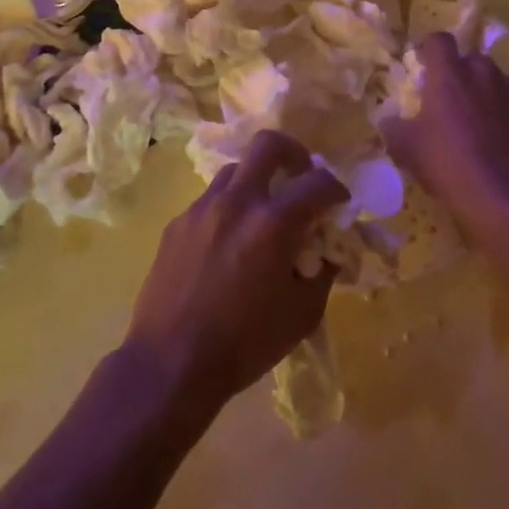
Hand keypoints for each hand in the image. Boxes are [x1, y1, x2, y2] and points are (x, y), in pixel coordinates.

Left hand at [123, 131, 347, 415]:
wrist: (169, 364)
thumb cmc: (244, 344)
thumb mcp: (302, 315)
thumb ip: (322, 274)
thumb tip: (328, 250)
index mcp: (273, 223)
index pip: (317, 183)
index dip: (336, 189)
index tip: (339, 202)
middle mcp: (237, 202)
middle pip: (268, 144)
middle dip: (293, 153)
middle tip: (299, 177)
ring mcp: (201, 208)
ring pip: (235, 170)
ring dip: (256, 181)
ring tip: (262, 213)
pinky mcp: (177, 223)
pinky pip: (210, 200)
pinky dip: (228, 208)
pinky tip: (228, 243)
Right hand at [383, 33, 508, 233]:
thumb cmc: (450, 165)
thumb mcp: (408, 150)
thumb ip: (395, 128)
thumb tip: (389, 120)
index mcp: (450, 74)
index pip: (438, 40)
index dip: (430, 51)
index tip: (424, 68)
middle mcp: (484, 72)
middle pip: (470, 60)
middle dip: (461, 74)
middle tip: (451, 102)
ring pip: (497, 81)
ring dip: (487, 94)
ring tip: (481, 124)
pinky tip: (505, 141)